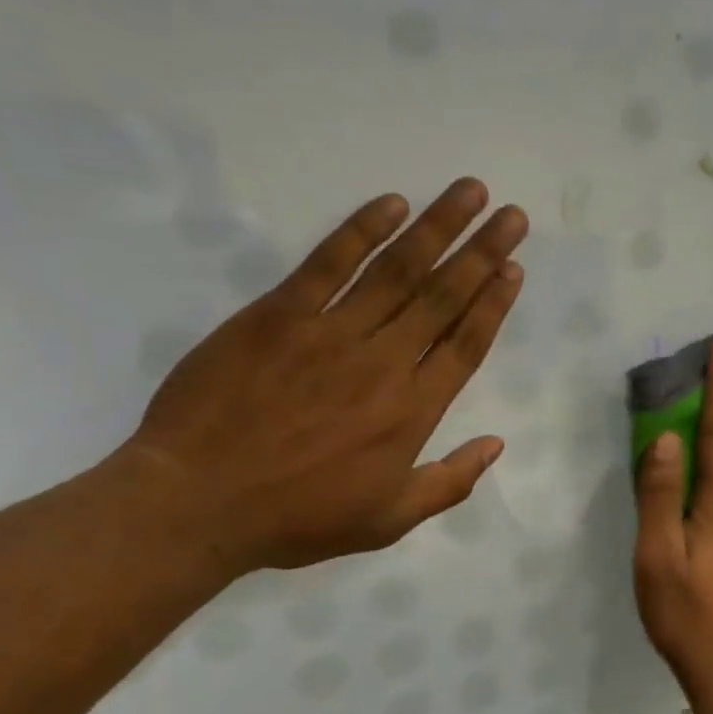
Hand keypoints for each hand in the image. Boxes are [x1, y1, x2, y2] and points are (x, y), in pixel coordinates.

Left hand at [117, 178, 525, 573]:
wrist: (197, 503)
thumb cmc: (298, 518)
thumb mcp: (387, 521)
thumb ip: (449, 482)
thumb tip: (497, 444)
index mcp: (411, 412)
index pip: (465, 345)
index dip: (494, 305)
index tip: (515, 269)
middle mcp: (383, 363)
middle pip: (443, 298)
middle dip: (483, 253)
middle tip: (513, 215)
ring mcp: (330, 333)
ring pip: (397, 271)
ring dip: (438, 228)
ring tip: (470, 192)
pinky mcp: (278, 315)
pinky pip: (327, 263)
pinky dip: (361, 230)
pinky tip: (391, 204)